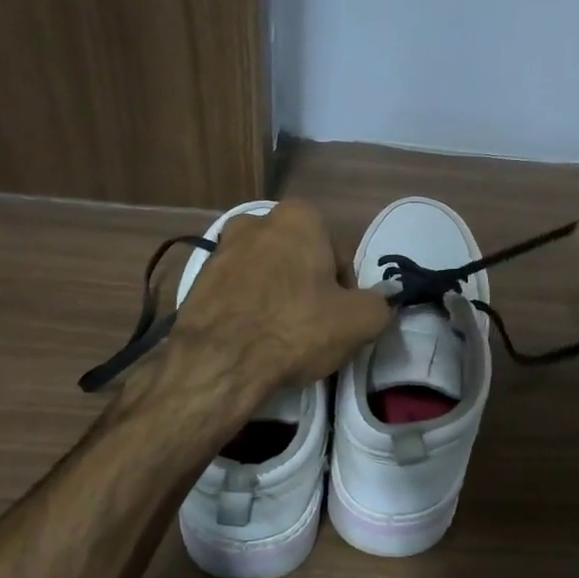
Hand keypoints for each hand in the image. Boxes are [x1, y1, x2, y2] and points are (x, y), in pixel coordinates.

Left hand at [171, 200, 391, 391]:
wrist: (219, 360)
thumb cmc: (295, 328)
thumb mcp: (360, 321)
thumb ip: (380, 305)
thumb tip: (379, 304)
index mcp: (300, 217)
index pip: (339, 255)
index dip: (346, 291)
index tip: (340, 319)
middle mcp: (257, 220)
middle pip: (301, 260)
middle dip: (309, 288)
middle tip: (314, 328)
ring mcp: (222, 247)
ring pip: (268, 274)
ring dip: (279, 297)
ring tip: (282, 337)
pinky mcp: (198, 278)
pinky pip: (239, 291)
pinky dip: (250, 308)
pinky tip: (255, 338)